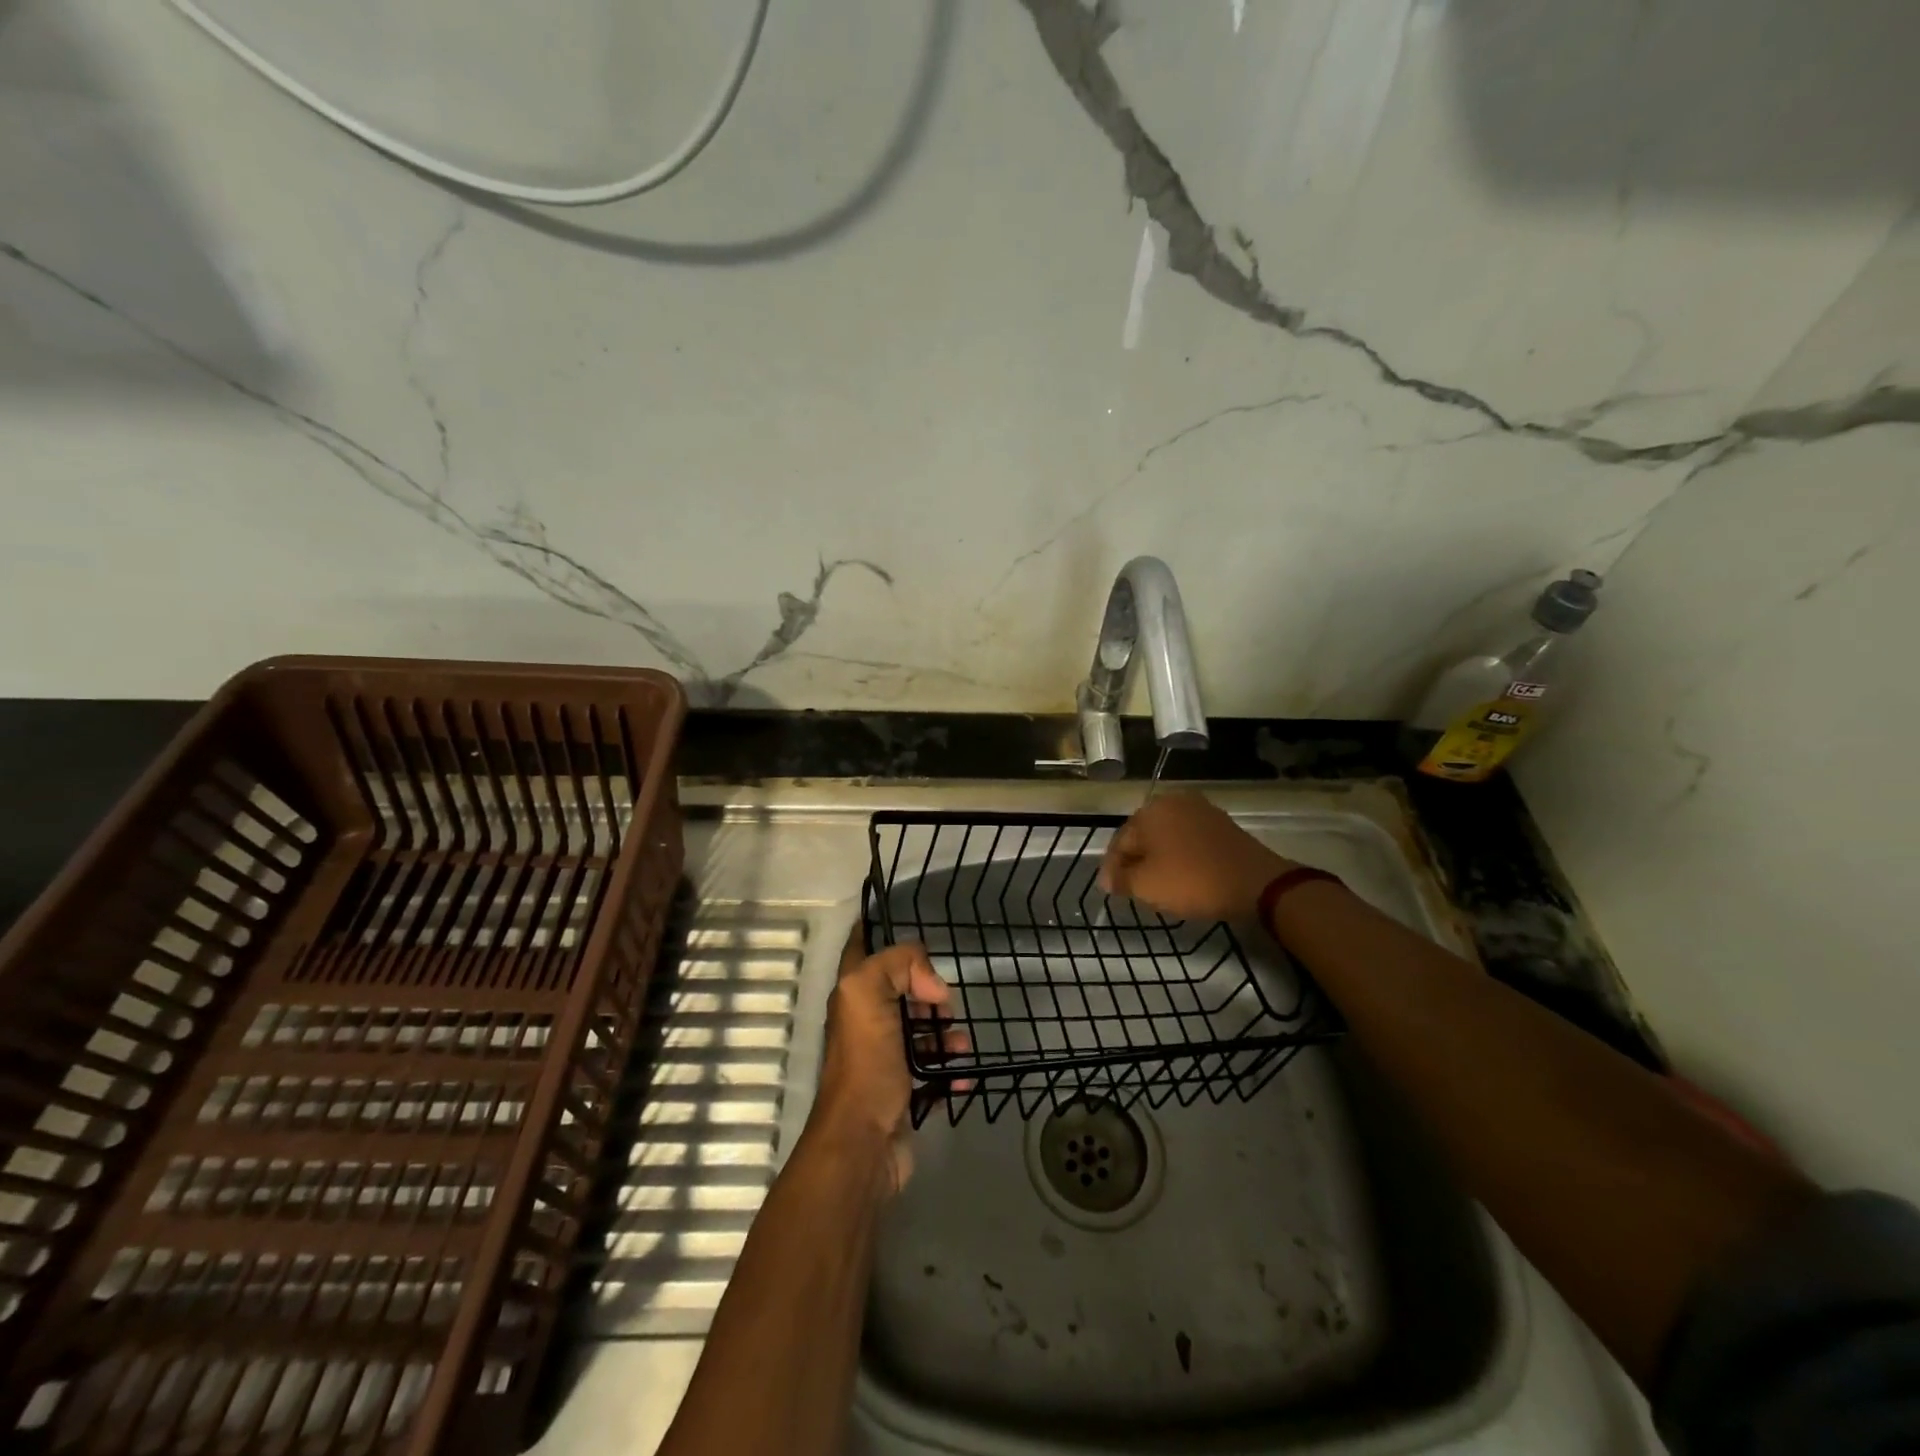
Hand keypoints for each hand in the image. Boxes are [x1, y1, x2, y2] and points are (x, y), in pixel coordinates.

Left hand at [809, 929, 966, 1194]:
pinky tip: (962, 1075)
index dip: (877, 928)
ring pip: (920, 1031)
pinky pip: (933, 1072)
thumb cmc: (866, 1062)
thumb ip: (898, 964)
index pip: (861, 947)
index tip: (906, 917)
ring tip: (961, 1042)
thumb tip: (931, 984)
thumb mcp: (870, 994)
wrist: (863, 1143)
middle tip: (946, 1000)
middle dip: (927, 991)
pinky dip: (950, 1071)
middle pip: (900, 990)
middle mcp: (865, 1022)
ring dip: (945, 1033)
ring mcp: (884, 1059)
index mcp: (853, 995)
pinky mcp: (903, 1092)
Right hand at [1099, 792, 1294, 921]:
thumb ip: (1120, 879)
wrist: (1256, 882)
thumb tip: (1107, 878)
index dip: (1112, 868)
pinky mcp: (1221, 823)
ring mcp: (1200, 810)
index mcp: (1150, 811)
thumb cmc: (1192, 880)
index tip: (1111, 891)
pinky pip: (1189, 839)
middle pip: (1143, 836)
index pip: (1120, 841)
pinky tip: (1183, 875)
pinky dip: (1181, 855)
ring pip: (1166, 837)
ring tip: (1158, 884)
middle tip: (1133, 888)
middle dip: (1136, 861)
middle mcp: (1173, 801)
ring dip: (1159, 858)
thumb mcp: (1146, 885)